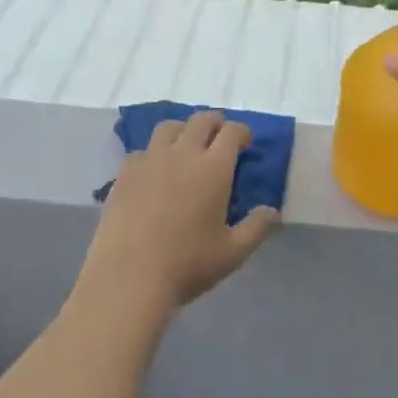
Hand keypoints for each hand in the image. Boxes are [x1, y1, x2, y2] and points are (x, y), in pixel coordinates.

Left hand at [82, 110, 280, 311]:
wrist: (129, 276)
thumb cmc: (188, 264)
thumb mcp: (233, 253)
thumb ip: (257, 228)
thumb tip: (273, 211)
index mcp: (214, 168)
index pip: (231, 132)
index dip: (241, 131)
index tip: (245, 141)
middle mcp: (183, 154)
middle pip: (201, 120)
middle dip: (214, 123)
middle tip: (219, 136)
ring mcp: (150, 160)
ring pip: (168, 127)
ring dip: (183, 129)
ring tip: (185, 144)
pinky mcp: (125, 173)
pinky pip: (142, 150)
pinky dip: (154, 152)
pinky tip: (154, 170)